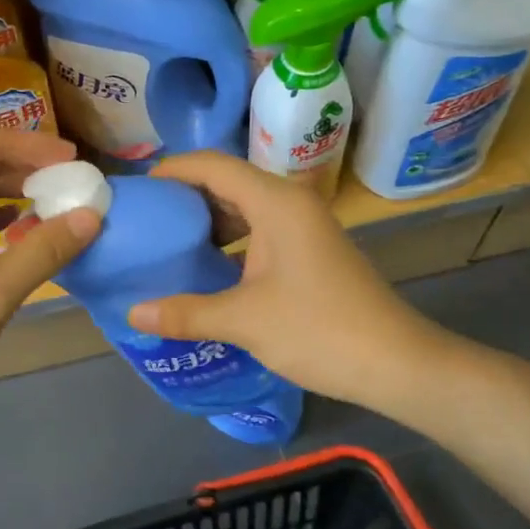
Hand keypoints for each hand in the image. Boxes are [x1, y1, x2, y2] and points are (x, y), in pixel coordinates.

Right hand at [126, 152, 435, 404]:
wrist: (396, 363)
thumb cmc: (319, 330)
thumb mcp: (244, 321)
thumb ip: (186, 313)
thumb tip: (133, 313)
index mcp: (276, 203)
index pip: (213, 166)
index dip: (173, 171)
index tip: (138, 191)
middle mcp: (290, 204)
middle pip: (228, 182)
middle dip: (186, 197)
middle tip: (145, 219)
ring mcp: (303, 227)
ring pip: (245, 207)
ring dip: (208, 221)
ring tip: (167, 242)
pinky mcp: (310, 251)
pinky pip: (259, 230)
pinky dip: (230, 241)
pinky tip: (207, 267)